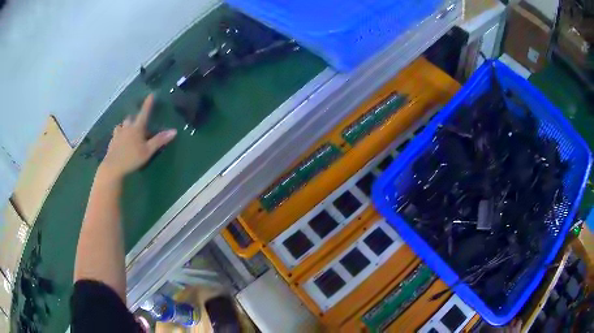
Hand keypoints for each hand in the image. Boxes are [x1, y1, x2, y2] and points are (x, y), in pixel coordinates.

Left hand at [99, 94, 176, 179]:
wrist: (113, 167)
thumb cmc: (132, 158)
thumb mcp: (148, 151)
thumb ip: (159, 140)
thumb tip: (174, 131)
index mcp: (137, 128)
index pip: (144, 113)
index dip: (148, 104)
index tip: (151, 95)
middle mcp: (126, 128)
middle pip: (131, 118)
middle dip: (135, 119)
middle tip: (139, 125)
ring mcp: (118, 134)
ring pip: (122, 125)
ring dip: (126, 126)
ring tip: (128, 132)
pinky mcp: (112, 142)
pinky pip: (116, 134)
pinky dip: (119, 134)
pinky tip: (120, 141)